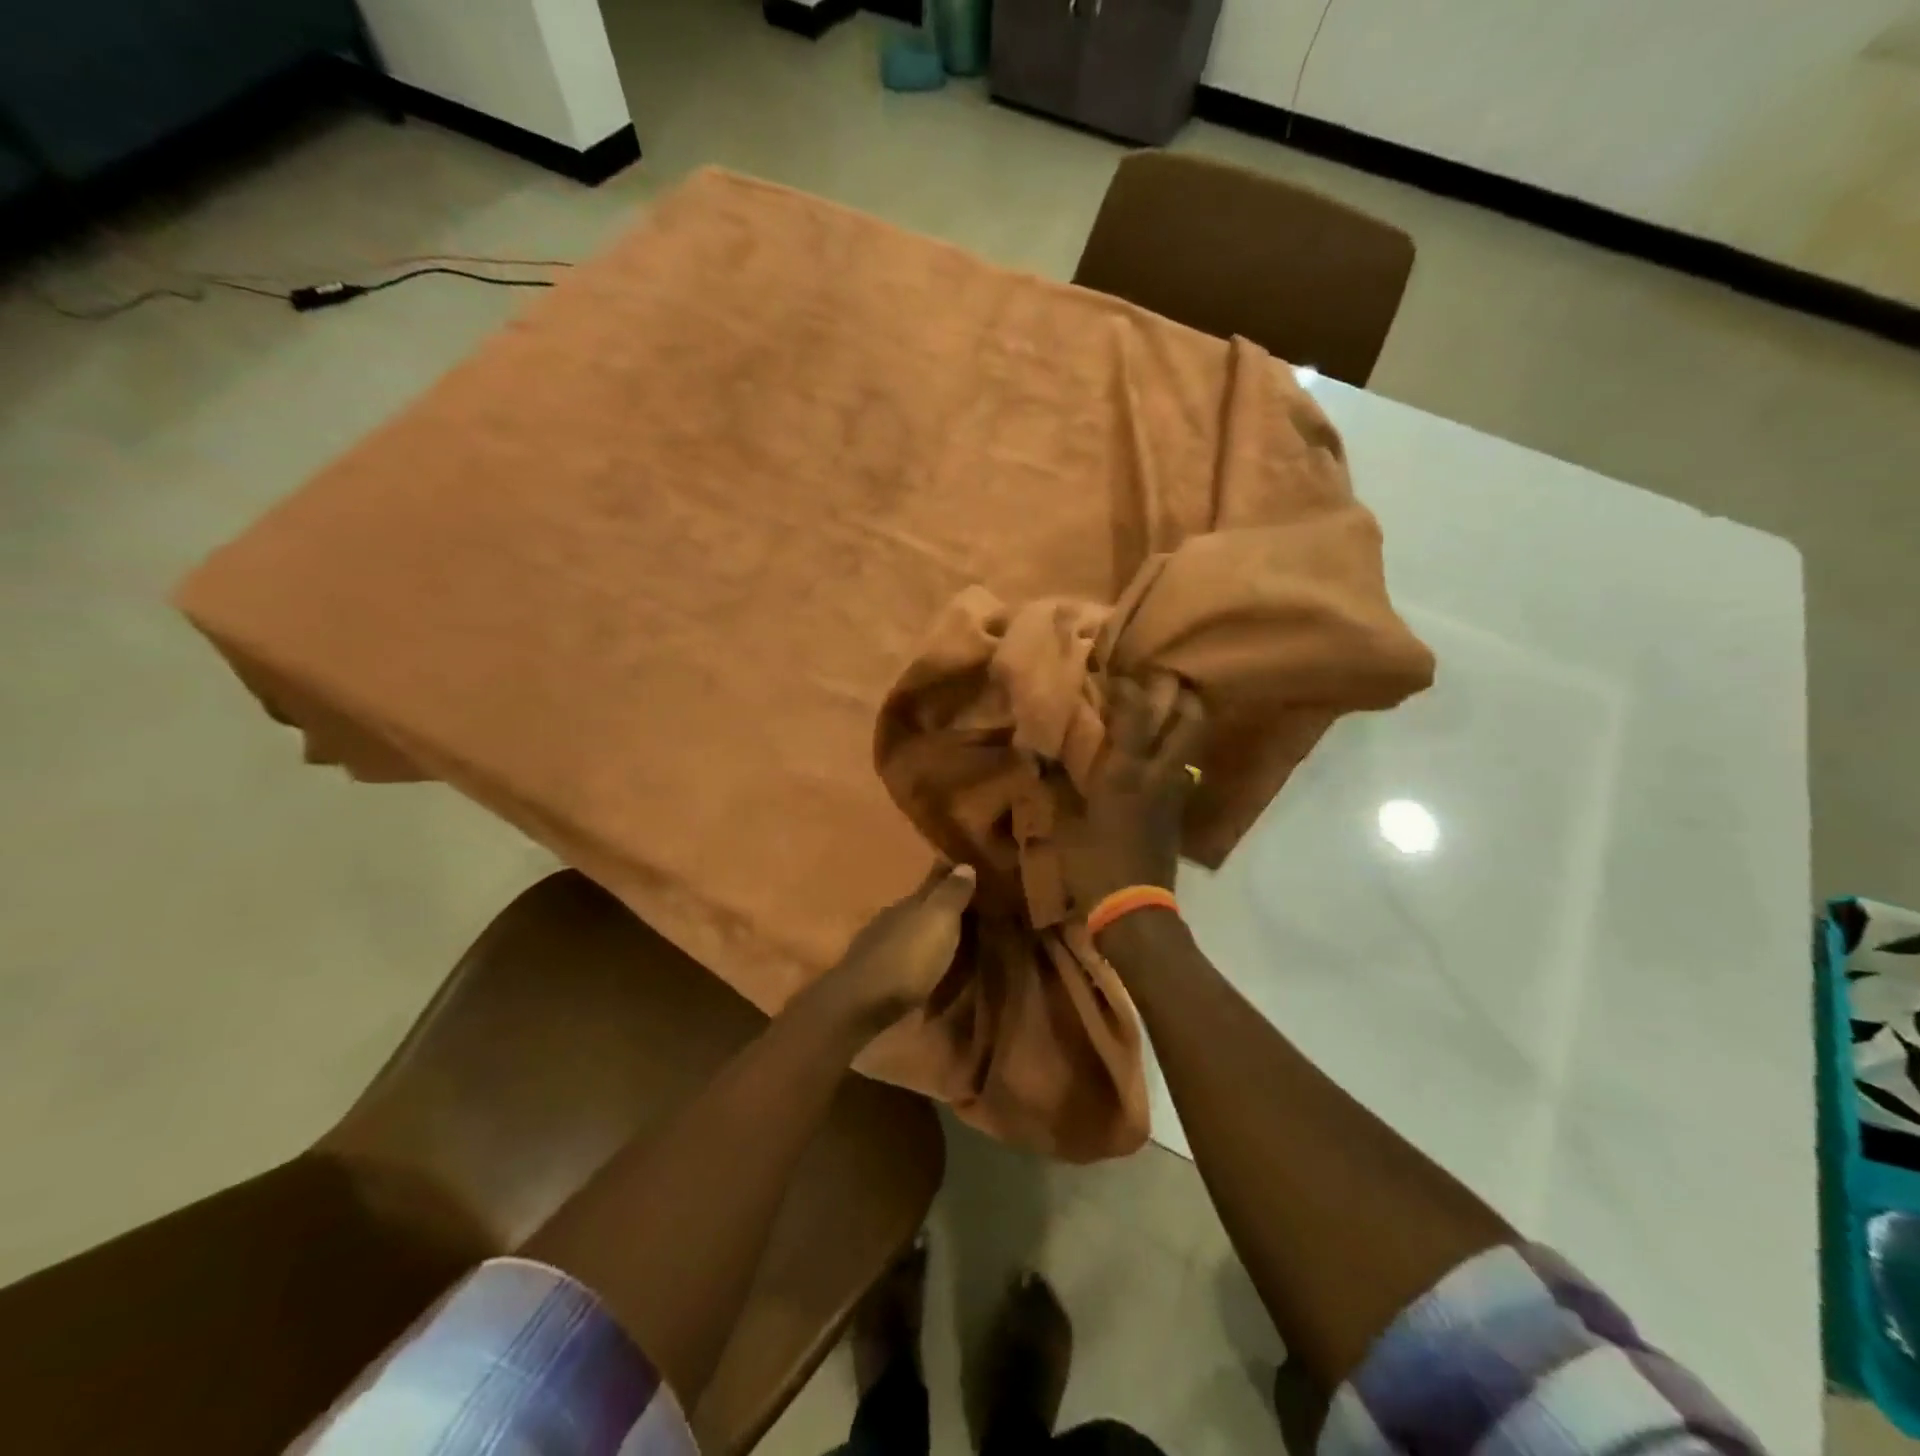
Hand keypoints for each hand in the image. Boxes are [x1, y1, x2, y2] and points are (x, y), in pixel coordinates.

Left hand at [817, 863, 976, 1034]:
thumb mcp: (938, 921)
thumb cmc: (908, 958)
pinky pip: (902, 957)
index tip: (968, 873)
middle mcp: (892, 917)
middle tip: (966, 911)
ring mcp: (879, 945)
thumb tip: (964, 865)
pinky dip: (915, 957)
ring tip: (948, 942)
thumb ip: (952, 894)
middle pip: (920, 906)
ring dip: (926, 934)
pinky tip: (923, 967)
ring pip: (909, 931)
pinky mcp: (874, 974)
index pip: (934, 880)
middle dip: (939, 906)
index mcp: (910, 902)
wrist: (861, 1003)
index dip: (950, 876)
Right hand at [1056, 676, 1207, 914]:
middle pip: (1189, 721)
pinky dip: (1176, 752)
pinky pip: (1184, 768)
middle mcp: (1159, 774)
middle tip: (1165, 681)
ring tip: (1166, 711)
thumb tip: (1039, 756)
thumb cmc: (1093, 863)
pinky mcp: (1180, 810)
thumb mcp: (1066, 823)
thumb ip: (1058, 785)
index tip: (1117, 674)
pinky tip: (1156, 755)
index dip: (1129, 688)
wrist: (1135, 908)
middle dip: (1182, 695)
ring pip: (1193, 744)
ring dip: (1185, 721)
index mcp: (1126, 772)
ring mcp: (1175, 792)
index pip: (1136, 714)